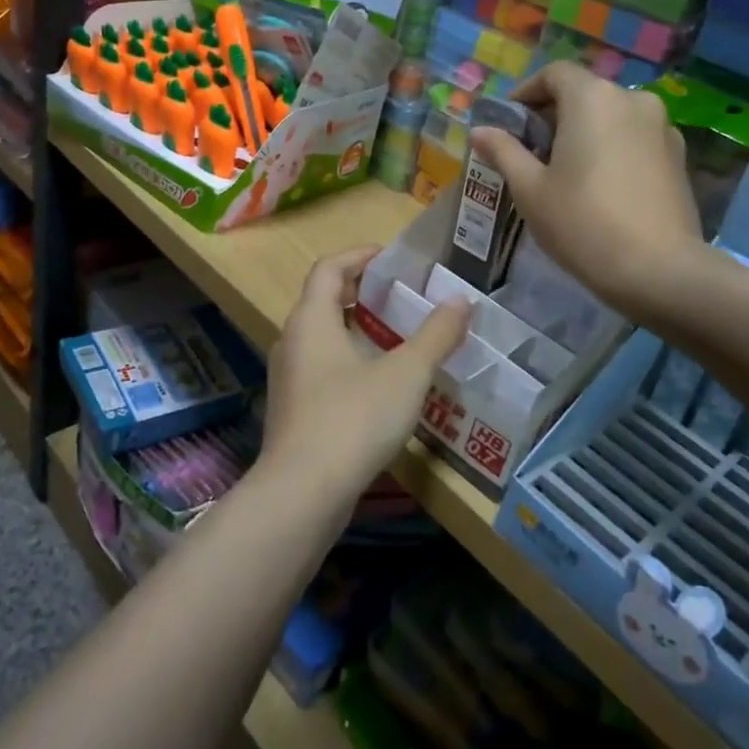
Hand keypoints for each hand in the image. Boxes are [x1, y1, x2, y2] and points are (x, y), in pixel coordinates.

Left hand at [258, 247, 469, 512]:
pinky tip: (379, 384)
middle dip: (360, 293)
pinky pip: (321, 369)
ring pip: (322, 338)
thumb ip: (435, 335)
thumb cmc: (353, 418)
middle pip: (322, 300)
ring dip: (355, 329)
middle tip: (400, 296)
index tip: (390, 257)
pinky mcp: (293, 410)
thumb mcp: (406, 374)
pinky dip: (349, 361)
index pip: (328, 268)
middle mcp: (292, 341)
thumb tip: (460, 300)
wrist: (303, 493)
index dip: (359, 256)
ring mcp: (288, 378)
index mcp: (311, 319)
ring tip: (396, 337)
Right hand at [471, 61, 706, 317]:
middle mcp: (632, 100)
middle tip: (530, 152)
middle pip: (584, 93)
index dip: (526, 92)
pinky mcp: (678, 156)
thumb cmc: (581, 222)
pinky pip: (634, 138)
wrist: (658, 269)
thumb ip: (504, 151)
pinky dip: (611, 148)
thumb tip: (480, 130)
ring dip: (584, 132)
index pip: (554, 74)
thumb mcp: (529, 189)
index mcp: (592, 98)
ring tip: (564, 171)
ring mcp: (661, 127)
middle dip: (553, 115)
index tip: (508, 123)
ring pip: (611, 116)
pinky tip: (599, 186)